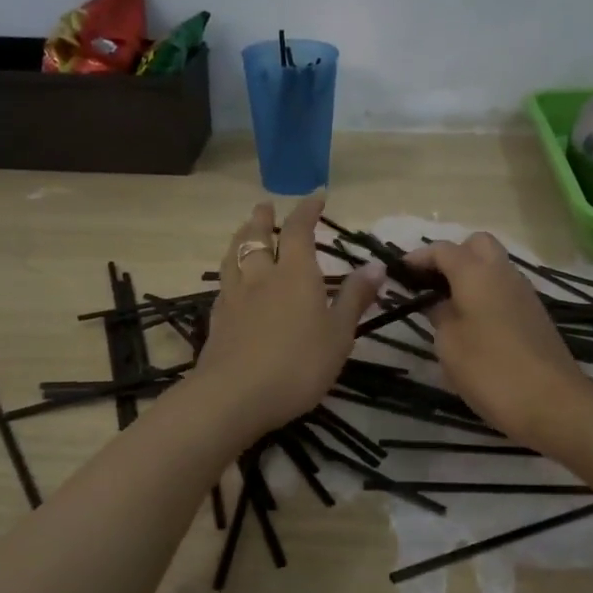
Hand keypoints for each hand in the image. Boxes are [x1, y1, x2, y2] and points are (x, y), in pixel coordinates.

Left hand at [193, 197, 384, 436]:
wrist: (235, 396)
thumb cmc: (298, 364)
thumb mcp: (339, 334)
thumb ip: (354, 298)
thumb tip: (375, 264)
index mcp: (294, 274)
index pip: (298, 230)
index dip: (306, 210)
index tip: (315, 196)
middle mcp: (261, 277)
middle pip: (256, 238)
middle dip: (262, 219)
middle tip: (264, 206)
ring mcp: (234, 298)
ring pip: (234, 257)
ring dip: (240, 238)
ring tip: (243, 231)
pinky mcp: (217, 320)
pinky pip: (224, 284)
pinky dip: (230, 272)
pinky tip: (231, 281)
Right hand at [405, 233, 592, 447]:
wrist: (553, 404)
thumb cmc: (490, 371)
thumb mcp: (449, 345)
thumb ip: (439, 315)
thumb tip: (439, 302)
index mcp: (476, 274)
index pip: (443, 249)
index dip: (418, 257)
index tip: (399, 272)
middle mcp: (503, 273)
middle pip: (476, 245)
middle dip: (451, 256)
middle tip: (431, 285)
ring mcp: (524, 293)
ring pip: (494, 266)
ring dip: (470, 276)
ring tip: (446, 307)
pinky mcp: (535, 315)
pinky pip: (504, 290)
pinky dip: (485, 295)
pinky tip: (472, 325)